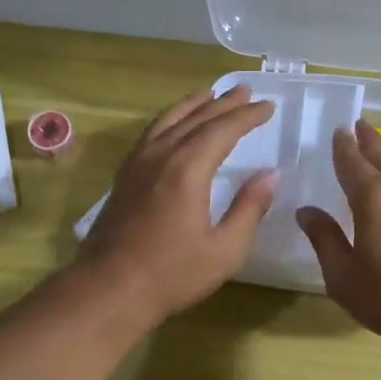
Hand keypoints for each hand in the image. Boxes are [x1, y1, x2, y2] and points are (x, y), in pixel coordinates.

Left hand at [79, 86, 276, 321]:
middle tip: (246, 90)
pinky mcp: (124, 176)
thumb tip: (270, 175)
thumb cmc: (172, 274)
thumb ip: (250, 209)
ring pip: (168, 120)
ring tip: (210, 94)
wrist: (110, 289)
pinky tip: (173, 125)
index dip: (247, 116)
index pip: (223, 130)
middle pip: (196, 118)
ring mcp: (137, 164)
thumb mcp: (225, 250)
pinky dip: (169, 119)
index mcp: (188, 170)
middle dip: (223, 103)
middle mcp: (160, 156)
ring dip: (193, 104)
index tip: (268, 106)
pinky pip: (150, 134)